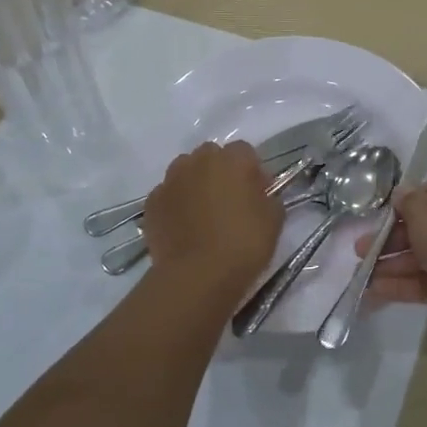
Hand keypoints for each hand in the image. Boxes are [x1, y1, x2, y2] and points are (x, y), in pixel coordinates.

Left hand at [141, 142, 283, 296]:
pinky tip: (184, 227)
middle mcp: (198, 161)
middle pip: (211, 156)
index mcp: (232, 160)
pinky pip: (168, 194)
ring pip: (185, 171)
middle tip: (230, 201)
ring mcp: (170, 180)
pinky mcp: (152, 202)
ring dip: (196, 183)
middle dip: (221, 171)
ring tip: (204, 213)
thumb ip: (268, 198)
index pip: (245, 151)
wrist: (197, 275)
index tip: (257, 193)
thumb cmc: (243, 244)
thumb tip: (259, 195)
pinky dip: (176, 203)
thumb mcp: (274, 220)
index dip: (252, 171)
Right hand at [354, 174, 426, 334]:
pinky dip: (396, 286)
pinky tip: (371, 291)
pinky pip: (418, 283)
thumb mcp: (422, 208)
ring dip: (386, 265)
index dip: (401, 204)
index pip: (423, 194)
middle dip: (385, 239)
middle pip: (414, 228)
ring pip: (414, 258)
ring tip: (359, 274)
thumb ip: (406, 201)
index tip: (378, 214)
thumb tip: (402, 194)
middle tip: (358, 249)